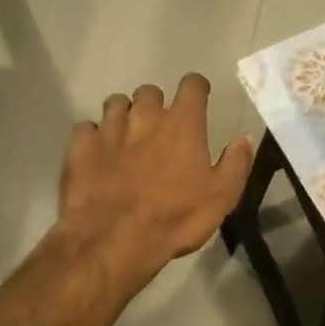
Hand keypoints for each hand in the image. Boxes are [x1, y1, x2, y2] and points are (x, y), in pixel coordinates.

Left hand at [58, 74, 252, 289]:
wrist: (114, 240)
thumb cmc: (175, 219)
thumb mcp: (221, 197)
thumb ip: (235, 163)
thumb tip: (244, 138)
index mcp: (182, 123)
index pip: (192, 85)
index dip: (196, 89)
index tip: (198, 101)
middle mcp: (144, 115)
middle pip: (150, 92)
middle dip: (156, 105)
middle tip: (159, 129)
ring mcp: (109, 128)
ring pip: (116, 104)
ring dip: (124, 116)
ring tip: (127, 139)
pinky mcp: (80, 146)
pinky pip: (86, 128)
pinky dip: (94, 136)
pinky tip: (98, 154)